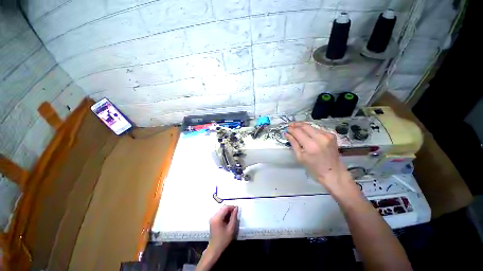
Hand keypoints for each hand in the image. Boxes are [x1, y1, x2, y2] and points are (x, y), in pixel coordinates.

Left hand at [207, 206, 237, 255]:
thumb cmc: (223, 240)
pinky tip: (228, 219)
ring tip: (233, 216)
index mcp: (217, 218)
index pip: (225, 208)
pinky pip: (219, 213)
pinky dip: (224, 214)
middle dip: (230, 209)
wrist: (214, 249)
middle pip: (223, 208)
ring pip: (221, 210)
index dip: (232, 207)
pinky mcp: (213, 220)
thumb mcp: (231, 229)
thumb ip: (234, 217)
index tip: (237, 209)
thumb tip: (236, 209)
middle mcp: (214, 216)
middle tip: (236, 212)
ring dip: (227, 211)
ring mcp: (212, 218)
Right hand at [286, 122, 352, 192]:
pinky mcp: (332, 135)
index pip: (298, 132)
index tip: (286, 129)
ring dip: (303, 126)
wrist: (333, 172)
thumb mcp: (300, 157)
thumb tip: (287, 134)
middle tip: (290, 125)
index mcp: (310, 145)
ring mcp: (327, 135)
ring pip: (311, 126)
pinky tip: (307, 132)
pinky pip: (318, 129)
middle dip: (296, 124)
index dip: (291, 129)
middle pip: (305, 126)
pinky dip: (311, 129)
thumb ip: (293, 143)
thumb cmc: (313, 168)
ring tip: (297, 127)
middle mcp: (320, 138)